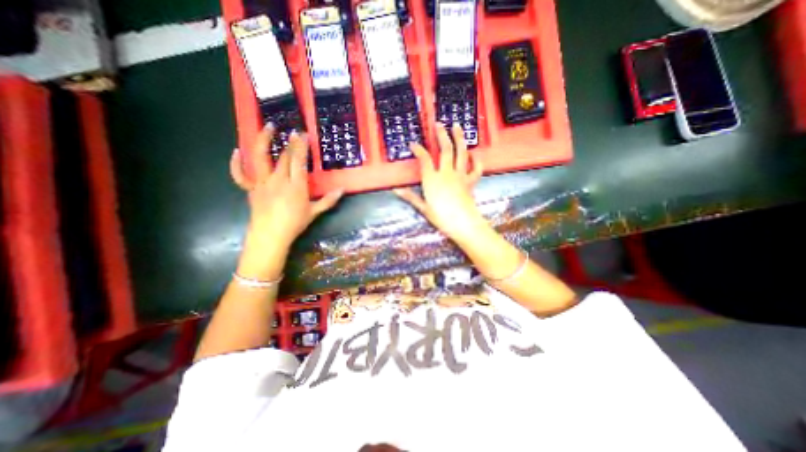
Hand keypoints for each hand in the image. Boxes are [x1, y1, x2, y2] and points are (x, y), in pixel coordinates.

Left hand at [230, 125, 342, 276]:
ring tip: (269, 127)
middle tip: (295, 132)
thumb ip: (329, 200)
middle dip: (290, 143)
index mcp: (296, 186)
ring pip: (260, 157)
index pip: (298, 161)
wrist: (270, 236)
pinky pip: (240, 174)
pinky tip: (236, 151)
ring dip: (264, 140)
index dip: (301, 146)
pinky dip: (236, 163)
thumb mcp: (314, 212)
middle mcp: (278, 180)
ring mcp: (262, 183)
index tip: (303, 134)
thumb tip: (343, 190)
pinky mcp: (251, 189)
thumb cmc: (294, 224)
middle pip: (284, 156)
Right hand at [393, 122, 479, 241]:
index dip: (418, 149)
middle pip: (445, 149)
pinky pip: (476, 168)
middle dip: (441, 135)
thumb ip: (410, 196)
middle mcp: (447, 173)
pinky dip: (476, 160)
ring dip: (459, 138)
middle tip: (439, 124)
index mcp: (432, 179)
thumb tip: (395, 190)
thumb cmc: (441, 217)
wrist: (463, 224)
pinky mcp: (471, 181)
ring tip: (457, 126)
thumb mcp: (423, 208)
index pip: (424, 159)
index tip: (413, 144)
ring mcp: (460, 175)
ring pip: (461, 153)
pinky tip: (474, 154)